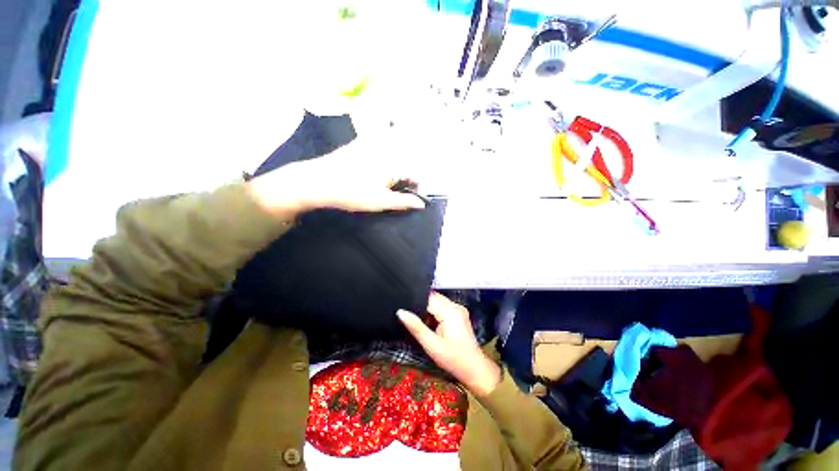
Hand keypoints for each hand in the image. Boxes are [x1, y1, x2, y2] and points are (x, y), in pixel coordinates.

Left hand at [247, 138, 423, 216]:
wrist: (318, 181)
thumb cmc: (353, 193)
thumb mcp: (381, 201)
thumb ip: (404, 201)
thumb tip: (421, 204)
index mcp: (394, 163)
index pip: (416, 173)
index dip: (417, 186)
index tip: (413, 197)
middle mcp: (386, 149)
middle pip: (406, 162)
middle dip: (407, 177)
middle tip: (399, 191)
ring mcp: (372, 144)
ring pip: (394, 155)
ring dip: (397, 168)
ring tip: (388, 183)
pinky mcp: (360, 144)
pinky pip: (379, 148)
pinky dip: (384, 159)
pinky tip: (374, 172)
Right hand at [397, 293, 501, 396]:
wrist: (474, 369)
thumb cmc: (452, 358)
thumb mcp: (431, 345)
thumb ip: (416, 327)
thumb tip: (400, 312)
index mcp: (449, 311)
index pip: (428, 298)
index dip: (416, 301)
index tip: (404, 306)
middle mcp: (455, 306)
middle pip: (434, 297)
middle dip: (422, 305)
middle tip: (410, 315)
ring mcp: (459, 309)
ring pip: (438, 302)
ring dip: (428, 309)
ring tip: (419, 320)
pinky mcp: (459, 314)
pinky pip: (443, 307)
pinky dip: (435, 313)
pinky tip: (430, 323)